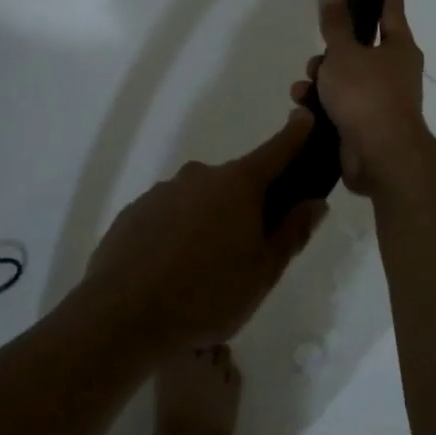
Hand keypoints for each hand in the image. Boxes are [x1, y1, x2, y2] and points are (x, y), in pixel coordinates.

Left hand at [82, 111, 329, 351]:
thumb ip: (292, 233)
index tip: (305, 117)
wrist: (121, 317)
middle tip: (248, 251)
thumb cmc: (206, 295)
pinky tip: (171, 271)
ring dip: (209, 223)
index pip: (275, 150)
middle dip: (247, 206)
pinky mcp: (135, 212)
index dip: (294, 134)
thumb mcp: (263, 273)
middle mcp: (200, 176)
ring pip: (200, 201)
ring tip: (204, 272)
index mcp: (238, 185)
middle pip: (235, 183)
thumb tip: (314, 202)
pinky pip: (168, 216)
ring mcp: (163, 191)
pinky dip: (177, 233)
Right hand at [291, 0, 431, 197]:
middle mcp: (394, 71)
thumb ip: (335, 22)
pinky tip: (304, 109)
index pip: (391, 10)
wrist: (380, 156)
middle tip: (318, 56)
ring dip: (320, 81)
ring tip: (304, 88)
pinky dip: (321, 105)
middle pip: (359, 48)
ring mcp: (380, 100)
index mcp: (399, 47)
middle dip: (332, 51)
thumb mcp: (344, 52)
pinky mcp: (364, 126)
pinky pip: (339, 106)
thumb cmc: (366, 94)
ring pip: (344, 79)